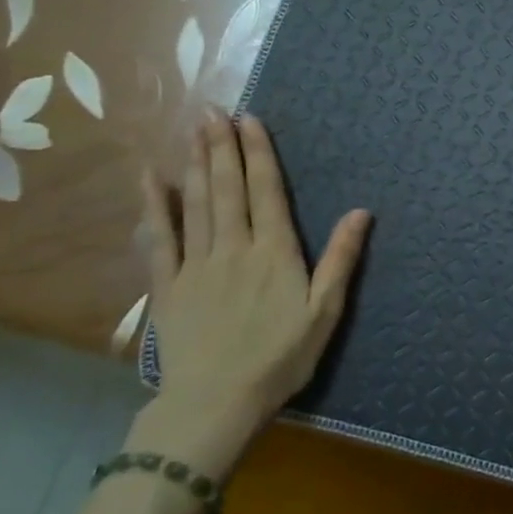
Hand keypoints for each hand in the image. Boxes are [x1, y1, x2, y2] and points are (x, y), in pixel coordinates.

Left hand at [138, 111, 369, 477]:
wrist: (216, 402)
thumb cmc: (281, 357)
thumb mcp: (325, 311)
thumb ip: (340, 259)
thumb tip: (362, 211)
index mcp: (275, 252)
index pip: (267, 192)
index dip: (259, 154)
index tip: (250, 120)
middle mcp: (235, 248)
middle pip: (228, 188)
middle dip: (222, 147)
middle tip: (214, 110)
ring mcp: (197, 264)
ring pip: (197, 203)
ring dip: (196, 164)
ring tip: (193, 129)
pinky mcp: (168, 286)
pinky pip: (160, 238)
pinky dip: (154, 206)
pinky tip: (150, 178)